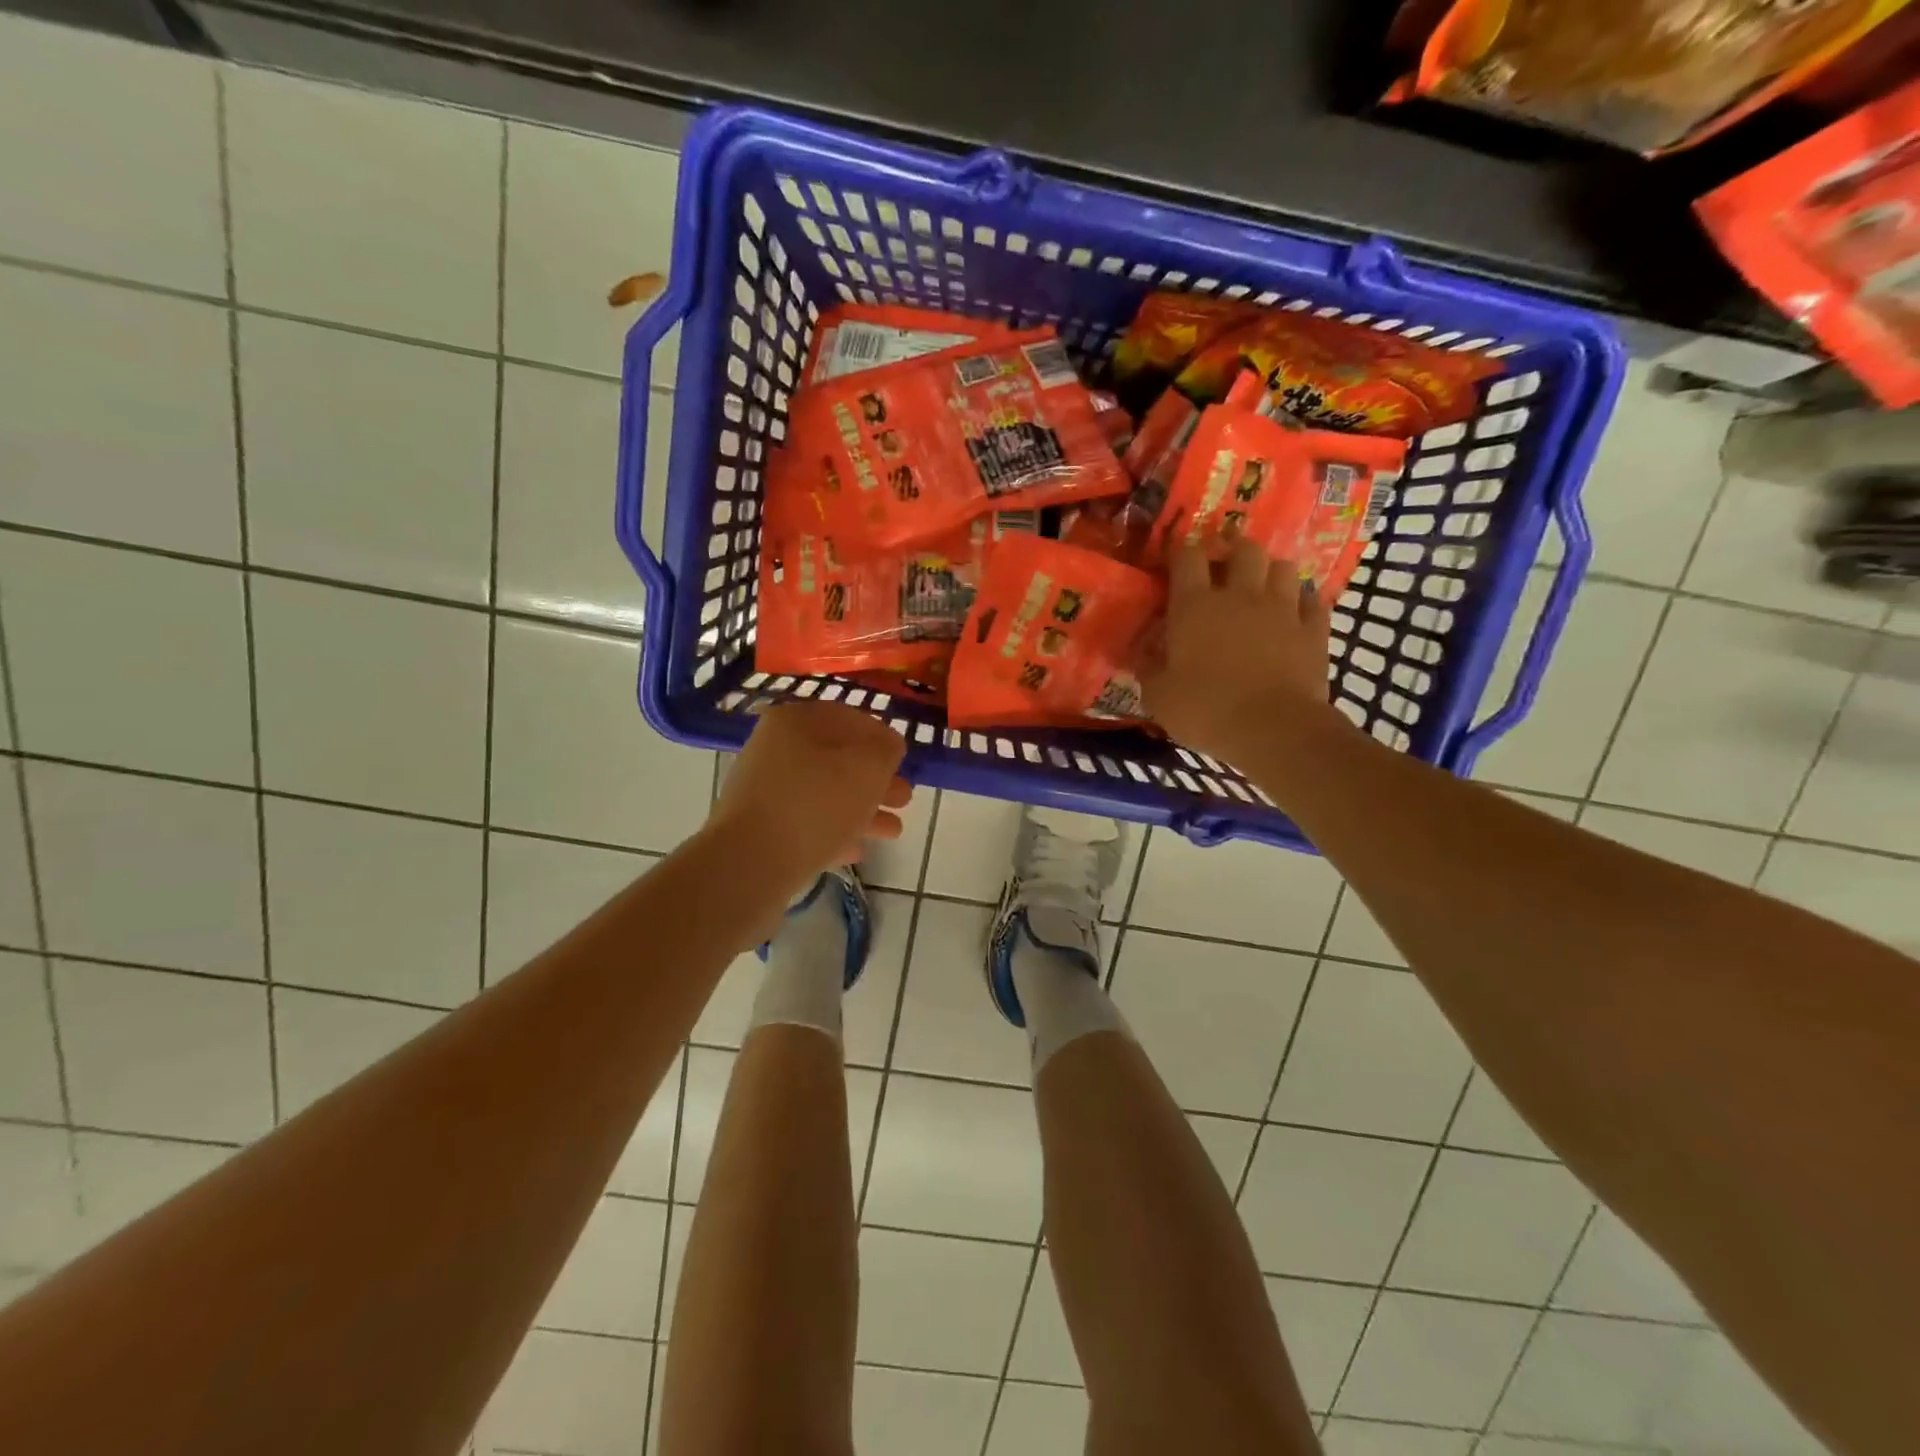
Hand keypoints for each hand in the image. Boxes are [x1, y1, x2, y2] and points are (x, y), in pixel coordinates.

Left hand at [706, 701, 910, 899]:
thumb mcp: (868, 767)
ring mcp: (765, 790)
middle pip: (838, 759)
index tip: (904, 759)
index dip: (882, 737)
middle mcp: (775, 749)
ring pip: (826, 794)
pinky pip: (807, 824)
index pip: (850, 718)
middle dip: (876, 779)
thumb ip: (886, 750)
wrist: (750, 864)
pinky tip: (857, 850)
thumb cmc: (816, 803)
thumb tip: (887, 748)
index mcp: (796, 721)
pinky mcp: (760, 829)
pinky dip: (835, 832)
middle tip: (904, 798)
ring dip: (862, 809)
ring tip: (893, 831)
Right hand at [1142, 539, 1339, 763]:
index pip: (1187, 556)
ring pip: (1282, 567)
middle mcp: (1240, 595)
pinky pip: (1312, 601)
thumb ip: (1148, 666)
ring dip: (1270, 573)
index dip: (1180, 552)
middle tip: (1223, 572)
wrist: (1275, 730)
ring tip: (1261, 590)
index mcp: (1195, 606)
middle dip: (1232, 553)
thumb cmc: (1206, 710)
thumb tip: (1141, 650)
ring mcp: (1282, 609)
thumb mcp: (1158, 696)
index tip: (1174, 562)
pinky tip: (1294, 615)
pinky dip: (1302, 603)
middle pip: (1243, 549)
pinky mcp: (1314, 630)